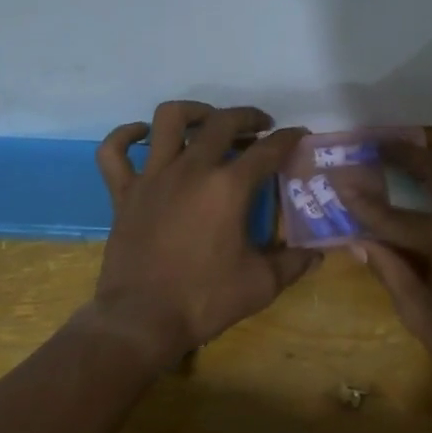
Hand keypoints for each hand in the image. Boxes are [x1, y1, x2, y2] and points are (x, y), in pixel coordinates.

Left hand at [88, 101, 318, 365]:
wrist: (142, 320)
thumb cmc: (205, 300)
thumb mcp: (261, 285)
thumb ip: (293, 263)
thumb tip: (317, 254)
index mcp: (228, 188)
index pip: (267, 150)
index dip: (288, 139)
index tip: (299, 135)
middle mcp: (191, 170)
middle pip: (221, 123)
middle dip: (247, 118)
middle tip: (260, 128)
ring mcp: (153, 178)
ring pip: (168, 120)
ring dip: (193, 112)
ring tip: (207, 122)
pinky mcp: (124, 193)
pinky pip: (114, 151)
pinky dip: (126, 136)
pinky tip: (142, 136)